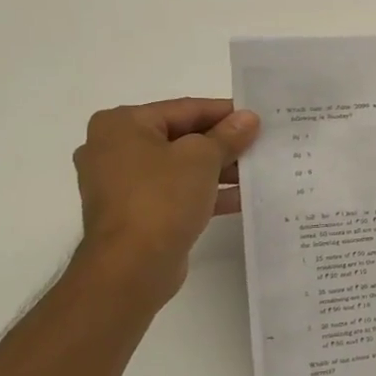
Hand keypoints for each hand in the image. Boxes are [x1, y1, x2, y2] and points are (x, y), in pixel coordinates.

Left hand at [71, 98, 260, 302]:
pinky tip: (242, 197)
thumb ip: (228, 136)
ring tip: (257, 170)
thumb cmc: (161, 198)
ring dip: (218, 169)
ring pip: (180, 167)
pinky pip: (176, 193)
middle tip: (261, 143)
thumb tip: (248, 118)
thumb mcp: (202, 158)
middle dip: (222, 143)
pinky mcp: (135, 212)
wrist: (131, 267)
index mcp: (122, 125)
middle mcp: (114, 149)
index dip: (225, 113)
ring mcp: (123, 184)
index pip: (184, 109)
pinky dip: (205, 192)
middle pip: (181, 137)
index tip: (258, 118)